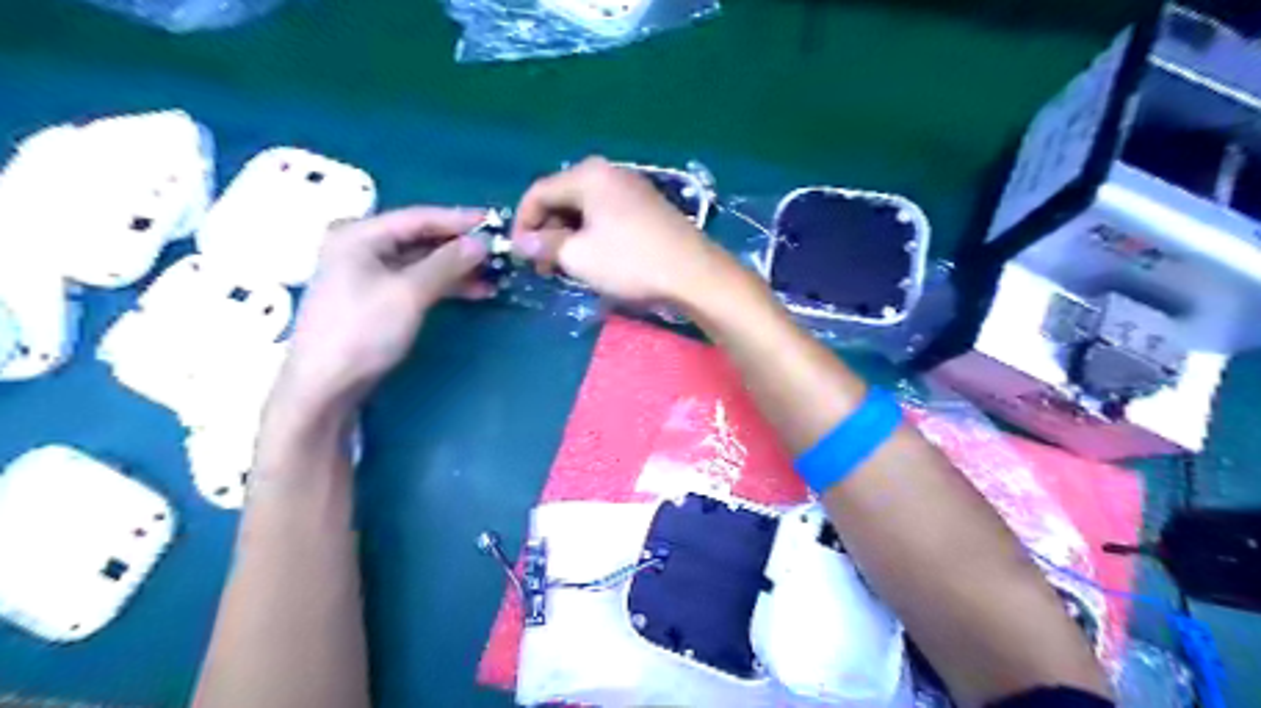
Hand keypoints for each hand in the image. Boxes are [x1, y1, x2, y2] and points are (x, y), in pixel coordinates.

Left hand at [275, 206, 491, 410]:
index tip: (495, 223)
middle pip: (420, 238)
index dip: (459, 220)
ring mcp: (368, 274)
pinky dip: (444, 285)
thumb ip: (447, 263)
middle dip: (460, 246)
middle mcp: (361, 247)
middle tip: (498, 252)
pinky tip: (473, 291)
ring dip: (457, 268)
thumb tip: (481, 243)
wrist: (325, 385)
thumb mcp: (409, 293)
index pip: (419, 218)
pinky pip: (417, 281)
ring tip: (494, 275)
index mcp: (360, 235)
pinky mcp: (377, 298)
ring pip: (422, 262)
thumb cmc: (362, 332)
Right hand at [507, 156, 736, 302]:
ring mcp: (631, 188)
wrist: (693, 274)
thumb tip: (522, 243)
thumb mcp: (578, 257)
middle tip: (544, 267)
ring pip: (584, 209)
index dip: (522, 224)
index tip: (520, 256)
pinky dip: (591, 235)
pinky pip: (606, 215)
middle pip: (562, 198)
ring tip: (567, 268)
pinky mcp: (646, 206)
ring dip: (568, 237)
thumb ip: (544, 246)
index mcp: (588, 175)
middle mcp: (609, 173)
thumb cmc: (631, 262)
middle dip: (546, 232)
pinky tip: (594, 259)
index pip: (538, 192)